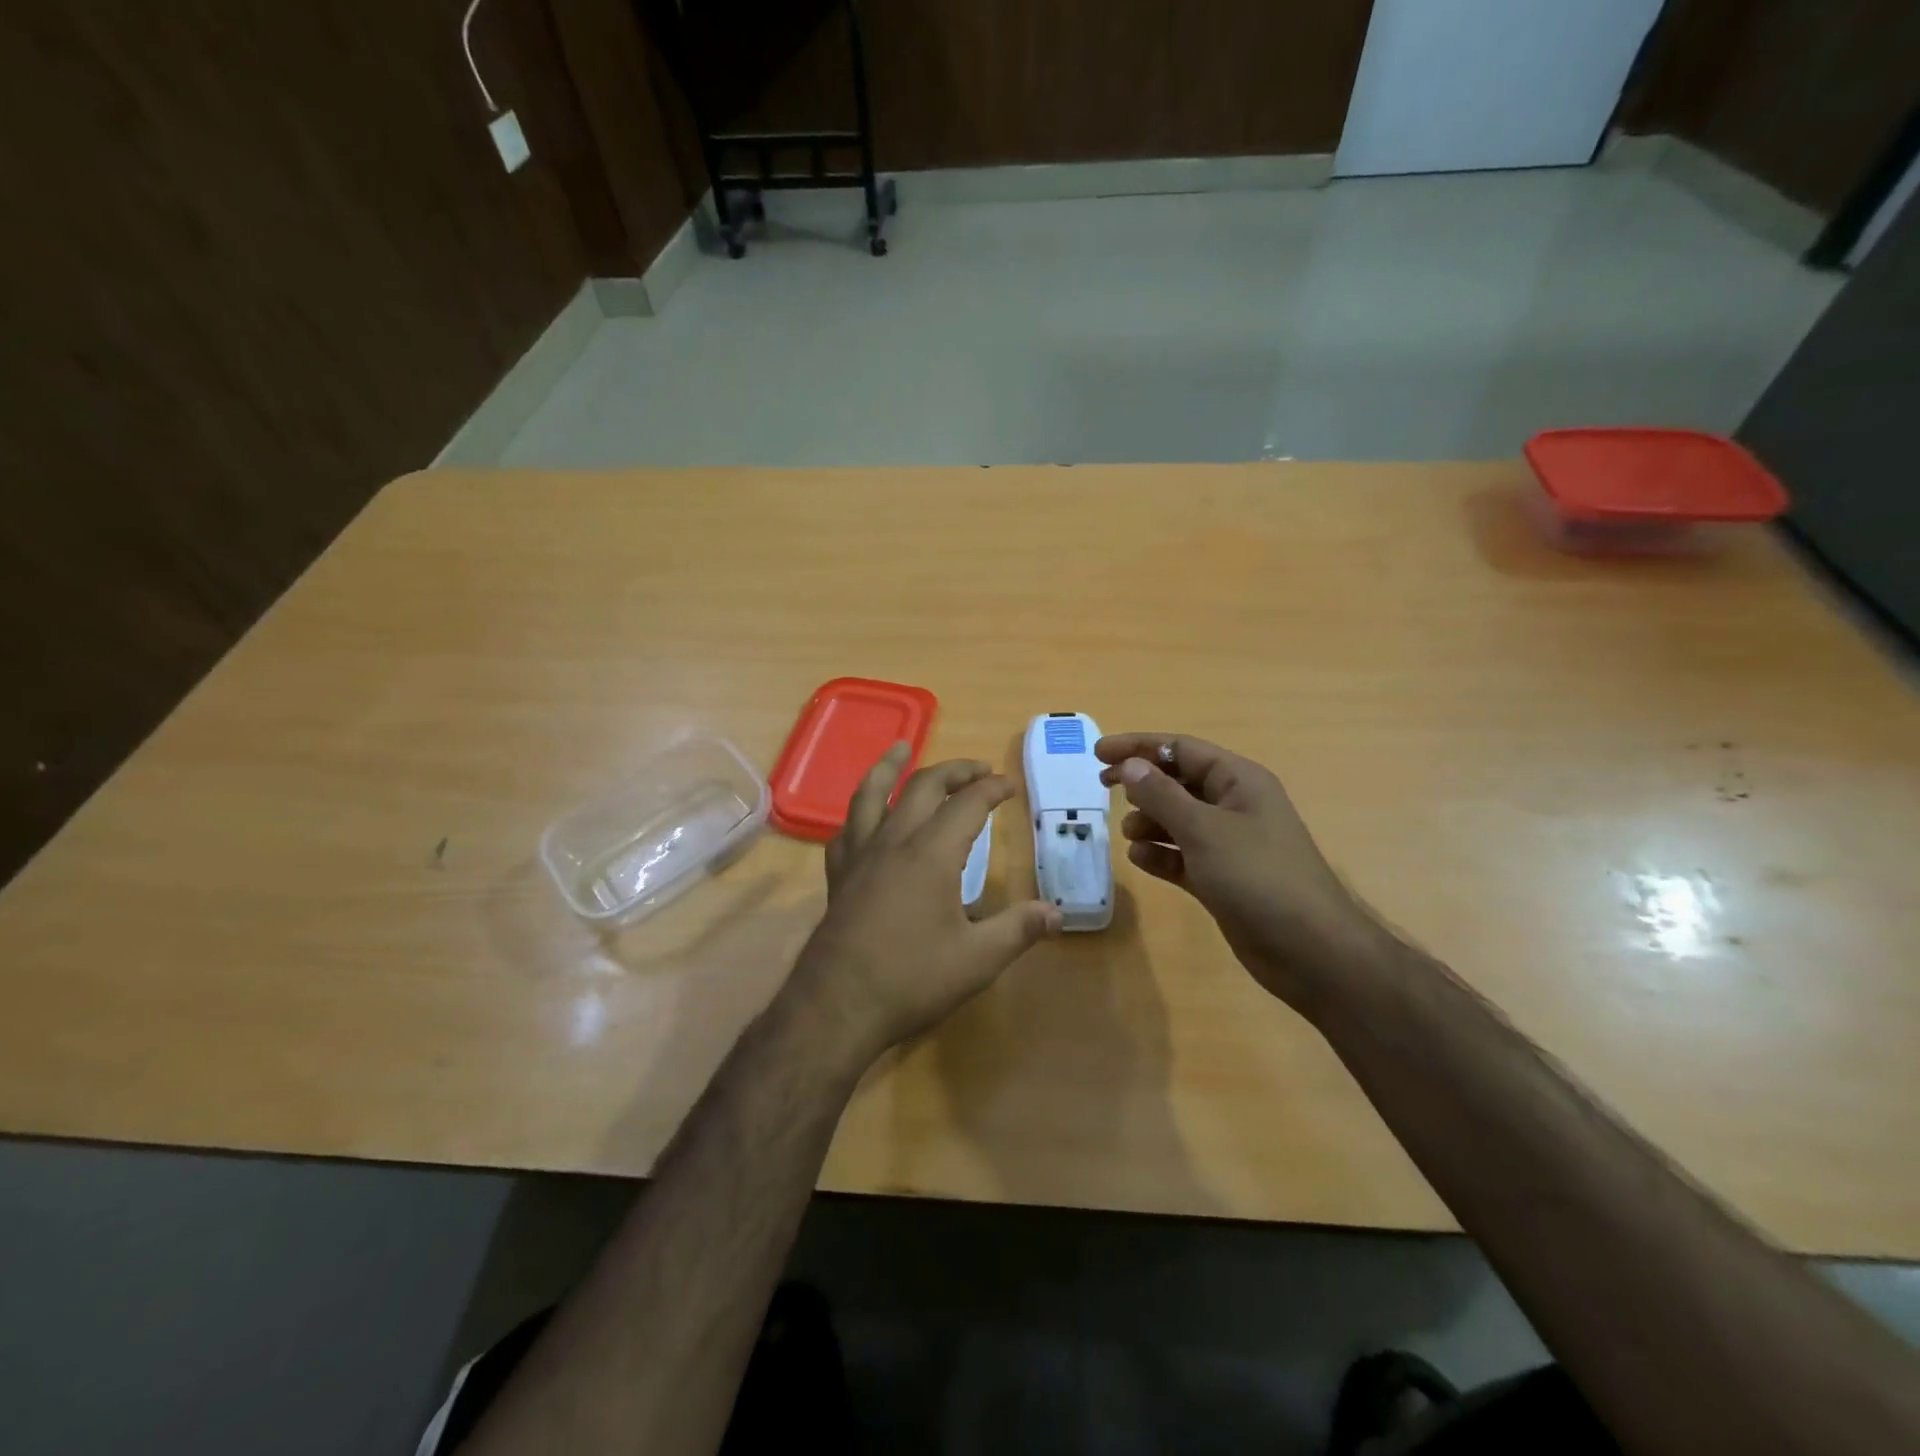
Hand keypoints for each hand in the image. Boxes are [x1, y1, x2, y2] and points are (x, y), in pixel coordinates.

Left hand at [787, 744, 1061, 1071]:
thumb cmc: (911, 980)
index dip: (991, 790)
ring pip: (872, 794)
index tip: (1009, 785)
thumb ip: (1018, 930)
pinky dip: (861, 811)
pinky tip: (865, 814)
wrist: (836, 1006)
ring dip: (890, 767)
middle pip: (923, 788)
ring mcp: (860, 856)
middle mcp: (893, 841)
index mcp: (931, 853)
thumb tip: (1057, 913)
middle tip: (978, 771)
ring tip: (901, 747)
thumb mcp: (977, 960)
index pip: (967, 805)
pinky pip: (847, 828)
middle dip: (954, 772)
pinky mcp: (838, 876)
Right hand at [1095, 732, 1390, 1014]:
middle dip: (1142, 784)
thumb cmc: (1258, 877)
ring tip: (1128, 834)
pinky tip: (1141, 860)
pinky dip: (1161, 854)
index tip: (1098, 754)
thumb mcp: (1204, 830)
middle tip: (1103, 787)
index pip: (1181, 749)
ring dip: (1150, 821)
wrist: (1310, 951)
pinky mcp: (1223, 879)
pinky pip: (1183, 856)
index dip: (1139, 747)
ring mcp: (1230, 845)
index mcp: (1239, 781)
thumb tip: (1130, 765)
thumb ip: (1162, 795)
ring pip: (1179, 820)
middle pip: (1179, 782)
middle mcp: (1235, 806)